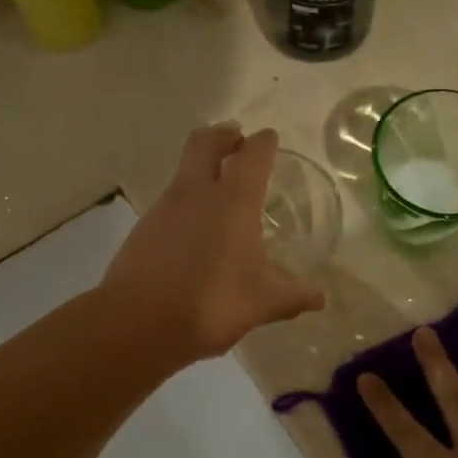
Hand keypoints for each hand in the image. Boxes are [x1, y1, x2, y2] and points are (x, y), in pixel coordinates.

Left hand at [103, 123, 326, 362]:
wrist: (138, 322)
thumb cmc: (211, 302)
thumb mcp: (262, 302)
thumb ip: (292, 296)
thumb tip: (319, 299)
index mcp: (233, 201)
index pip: (252, 155)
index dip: (263, 143)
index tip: (269, 138)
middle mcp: (197, 192)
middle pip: (205, 142)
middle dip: (222, 135)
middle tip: (236, 138)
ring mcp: (165, 207)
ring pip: (183, 170)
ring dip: (200, 167)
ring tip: (218, 187)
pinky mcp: (143, 228)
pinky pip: (169, 201)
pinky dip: (185, 200)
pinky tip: (193, 228)